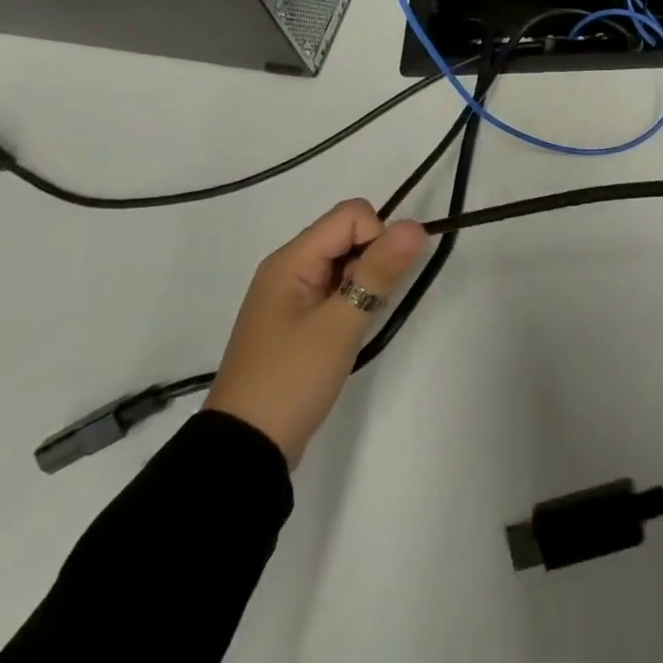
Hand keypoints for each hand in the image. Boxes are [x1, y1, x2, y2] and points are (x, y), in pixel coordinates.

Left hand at [205, 200, 427, 465]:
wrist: (246, 448)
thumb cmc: (291, 380)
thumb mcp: (340, 325)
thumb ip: (379, 272)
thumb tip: (416, 226)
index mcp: (291, 260)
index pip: (351, 215)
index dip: (378, 237)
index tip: (378, 282)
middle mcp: (289, 267)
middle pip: (349, 234)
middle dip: (373, 259)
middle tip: (367, 306)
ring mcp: (292, 294)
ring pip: (346, 261)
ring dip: (365, 281)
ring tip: (358, 322)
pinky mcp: (299, 318)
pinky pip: (337, 287)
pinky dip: (354, 299)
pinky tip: (351, 330)